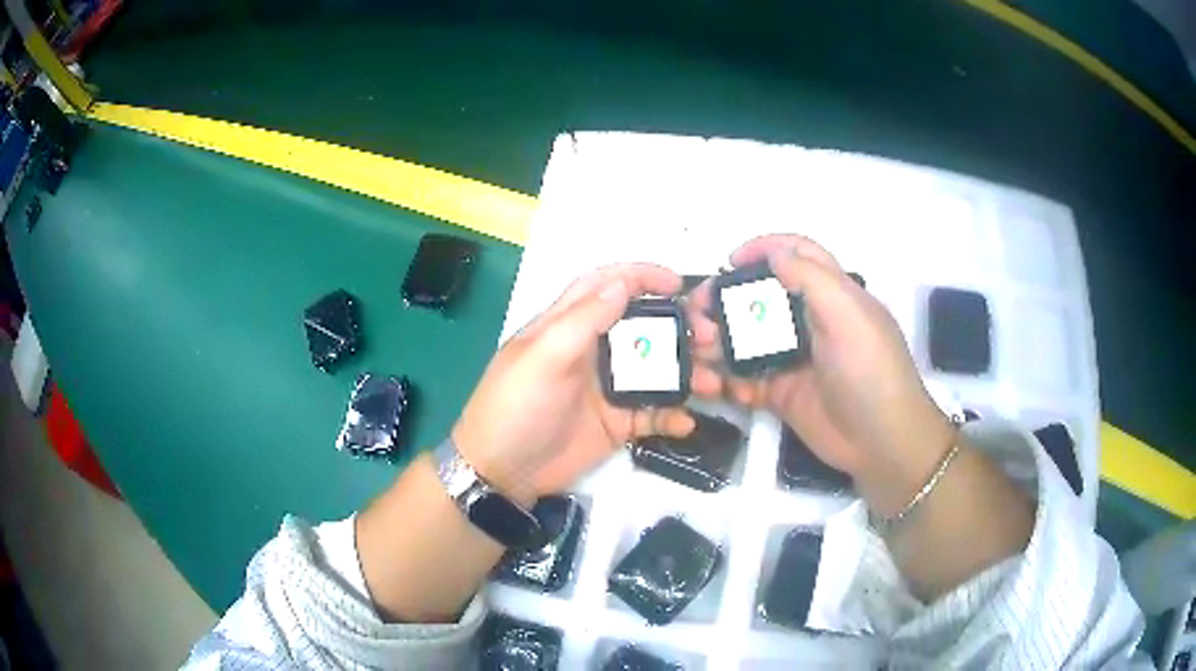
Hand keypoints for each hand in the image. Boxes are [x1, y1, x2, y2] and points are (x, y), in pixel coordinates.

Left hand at [452, 263, 720, 502]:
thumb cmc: (516, 406)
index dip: (641, 277)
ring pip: (656, 370)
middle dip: (679, 327)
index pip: (606, 286)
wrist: (502, 472)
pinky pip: (653, 413)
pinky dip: (673, 415)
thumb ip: (583, 320)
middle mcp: (592, 351)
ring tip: (714, 382)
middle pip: (643, 327)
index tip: (678, 283)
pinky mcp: (617, 423)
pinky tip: (687, 421)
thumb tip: (623, 284)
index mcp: (567, 326)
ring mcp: (607, 388)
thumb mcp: (542, 357)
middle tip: (711, 337)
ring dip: (686, 372)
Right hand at [687, 235, 954, 515]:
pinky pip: (746, 379)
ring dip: (720, 341)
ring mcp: (794, 358)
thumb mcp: (848, 315)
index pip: (796, 255)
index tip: (729, 262)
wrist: (881, 442)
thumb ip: (811, 278)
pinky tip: (720, 387)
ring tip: (699, 351)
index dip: (764, 249)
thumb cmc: (870, 371)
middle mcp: (810, 320)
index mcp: (832, 294)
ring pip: (747, 338)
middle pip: (761, 297)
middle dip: (726, 301)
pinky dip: (729, 380)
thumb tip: (773, 253)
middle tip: (698, 314)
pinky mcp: (781, 392)